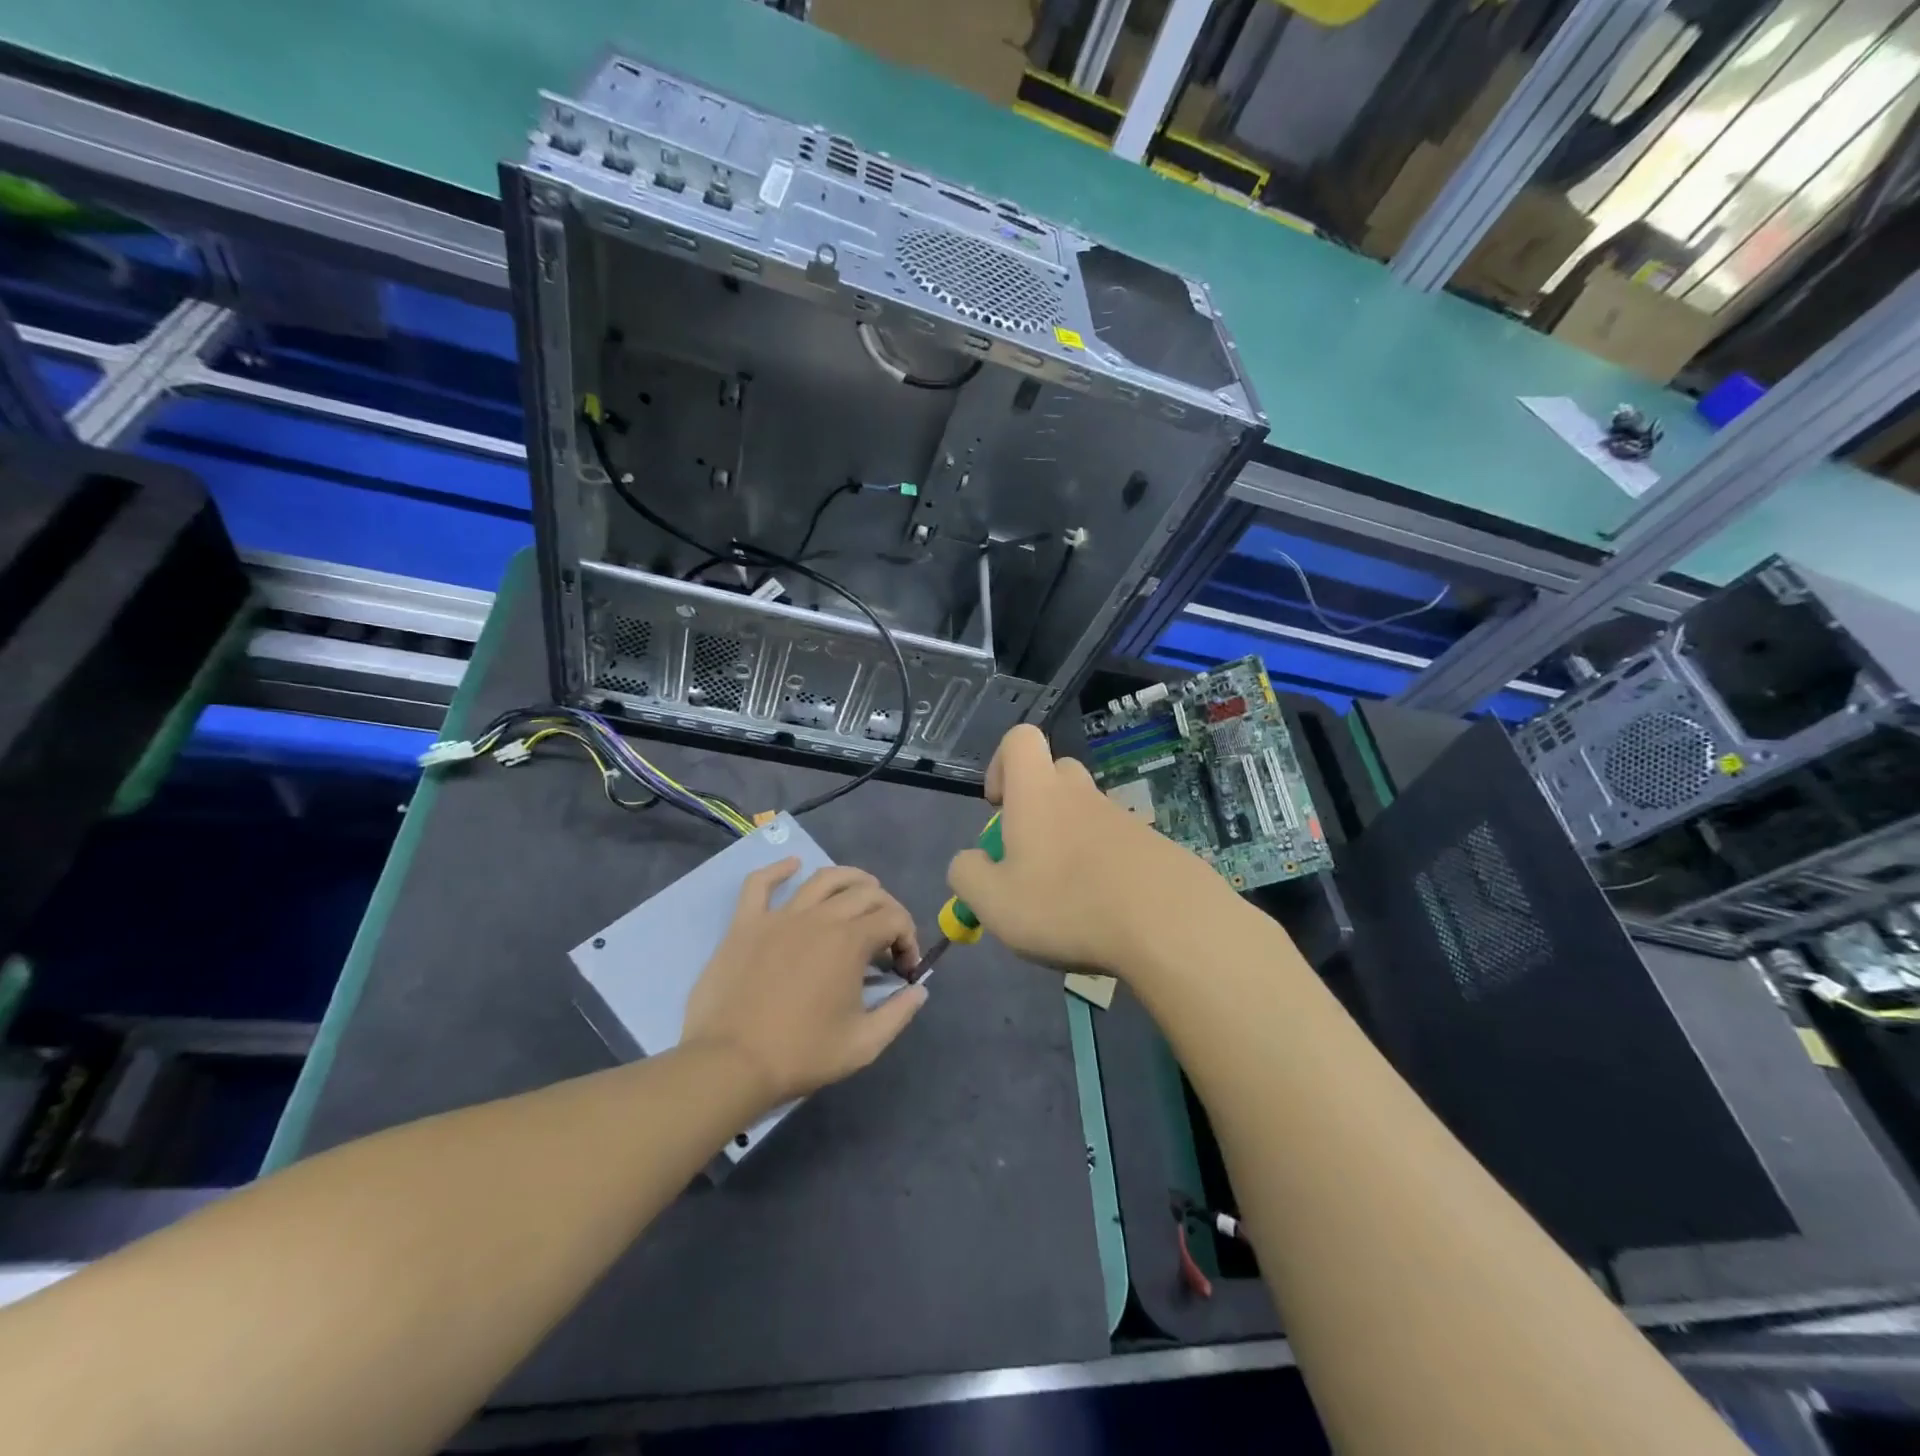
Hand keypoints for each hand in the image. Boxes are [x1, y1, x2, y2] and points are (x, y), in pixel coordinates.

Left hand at [682, 861, 926, 1109]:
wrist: (731, 1064)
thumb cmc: (800, 1054)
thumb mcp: (863, 1044)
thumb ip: (898, 1013)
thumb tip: (919, 990)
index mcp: (851, 942)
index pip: (894, 919)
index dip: (909, 939)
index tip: (904, 969)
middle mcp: (820, 917)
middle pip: (865, 893)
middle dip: (887, 910)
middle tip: (887, 938)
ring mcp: (780, 916)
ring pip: (823, 878)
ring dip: (850, 879)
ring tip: (861, 889)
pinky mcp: (746, 923)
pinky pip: (760, 884)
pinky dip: (779, 869)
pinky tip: (792, 865)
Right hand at [946, 725, 1223, 975]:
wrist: (1169, 925)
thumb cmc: (1066, 905)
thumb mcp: (994, 902)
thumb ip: (967, 875)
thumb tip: (969, 861)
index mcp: (1038, 793)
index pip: (1019, 739)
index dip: (1000, 764)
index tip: (998, 807)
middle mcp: (1081, 794)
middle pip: (1054, 775)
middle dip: (1035, 807)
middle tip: (1028, 857)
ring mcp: (1122, 819)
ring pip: (1085, 815)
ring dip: (1068, 844)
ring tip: (1066, 901)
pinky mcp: (1152, 846)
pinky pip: (1115, 845)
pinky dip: (1102, 869)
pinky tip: (1104, 913)